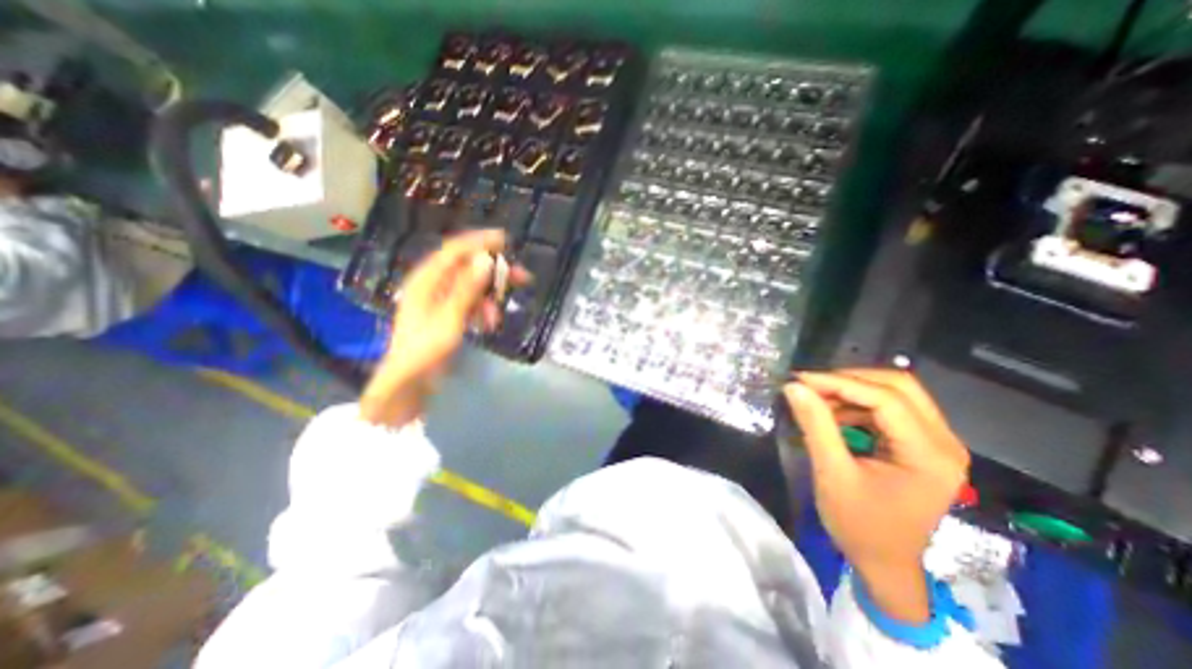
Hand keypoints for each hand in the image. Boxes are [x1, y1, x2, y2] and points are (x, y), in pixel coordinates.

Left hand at [362, 230, 526, 426]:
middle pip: (468, 267)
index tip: (505, 239)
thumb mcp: (449, 318)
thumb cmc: (425, 349)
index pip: (455, 251)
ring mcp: (440, 299)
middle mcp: (432, 284)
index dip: (480, 242)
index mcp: (426, 280)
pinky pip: (471, 302)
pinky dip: (483, 309)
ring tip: (496, 317)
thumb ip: (467, 288)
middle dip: (495, 272)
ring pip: (473, 286)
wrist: (410, 382)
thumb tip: (486, 259)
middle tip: (522, 277)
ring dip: (490, 297)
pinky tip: (488, 323)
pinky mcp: (447, 313)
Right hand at [784, 369, 967, 624]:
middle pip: (899, 386)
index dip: (839, 382)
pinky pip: (891, 408)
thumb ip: (815, 426)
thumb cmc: (859, 525)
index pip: (886, 399)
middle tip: (810, 385)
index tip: (800, 379)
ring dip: (852, 390)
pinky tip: (833, 413)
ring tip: (817, 398)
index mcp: (929, 455)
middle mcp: (944, 442)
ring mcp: (937, 442)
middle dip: (849, 379)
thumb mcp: (832, 474)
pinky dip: (858, 403)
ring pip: (895, 393)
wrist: (885, 563)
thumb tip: (793, 386)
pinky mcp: (923, 444)